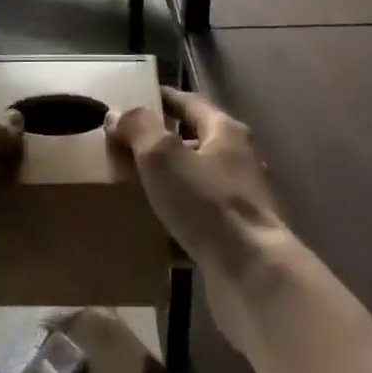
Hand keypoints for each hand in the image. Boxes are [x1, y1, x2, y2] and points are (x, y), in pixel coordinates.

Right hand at [106, 87, 286, 282]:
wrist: (253, 274)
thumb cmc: (207, 204)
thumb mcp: (163, 156)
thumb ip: (139, 128)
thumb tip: (118, 113)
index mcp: (226, 132)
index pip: (189, 103)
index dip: (162, 98)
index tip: (136, 98)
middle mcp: (239, 159)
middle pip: (196, 140)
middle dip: (164, 141)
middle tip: (128, 146)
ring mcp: (243, 200)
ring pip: (199, 180)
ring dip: (172, 181)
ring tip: (137, 187)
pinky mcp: (239, 235)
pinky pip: (202, 217)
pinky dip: (180, 218)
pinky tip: (157, 230)